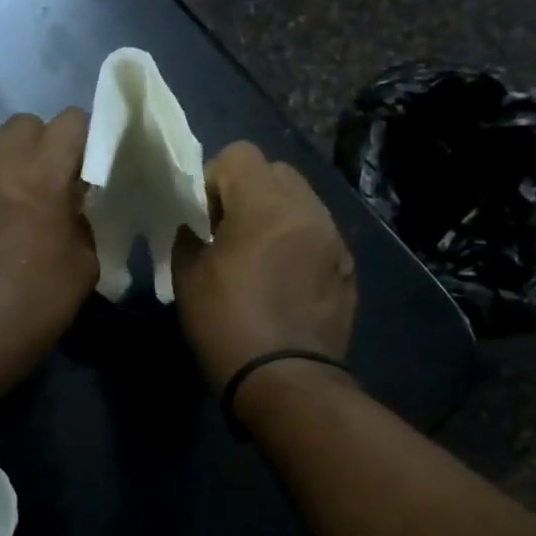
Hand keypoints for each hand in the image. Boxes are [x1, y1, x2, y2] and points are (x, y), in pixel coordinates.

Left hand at [0, 110, 98, 390]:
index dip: (86, 137)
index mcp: (40, 178)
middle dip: (45, 143)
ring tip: (18, 203)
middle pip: (25, 124)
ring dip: (12, 165)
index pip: (70, 121)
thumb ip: (81, 219)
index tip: (89, 166)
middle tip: (53, 181)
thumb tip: (70, 204)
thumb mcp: (83, 265)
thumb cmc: (35, 306)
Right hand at [171, 141, 356, 388]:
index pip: (240, 154)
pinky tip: (284, 279)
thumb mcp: (188, 278)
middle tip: (229, 231)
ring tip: (259, 255)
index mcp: (265, 206)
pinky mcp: (347, 267)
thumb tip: (196, 227)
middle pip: (276, 171)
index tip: (204, 215)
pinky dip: (298, 241)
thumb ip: (188, 237)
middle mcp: (308, 211)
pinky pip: (319, 233)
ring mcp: (334, 239)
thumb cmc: (227, 325)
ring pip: (302, 201)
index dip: (213, 177)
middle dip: (248, 190)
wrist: (284, 381)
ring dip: (276, 214)